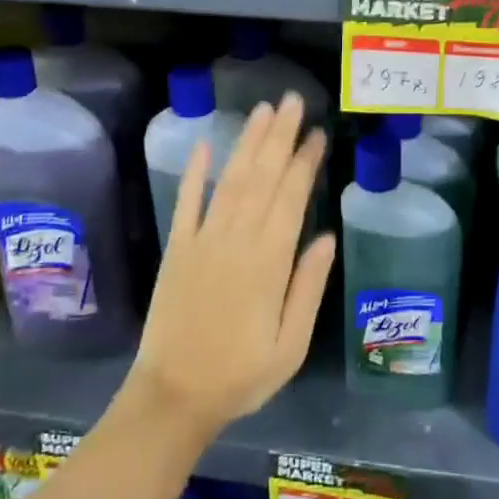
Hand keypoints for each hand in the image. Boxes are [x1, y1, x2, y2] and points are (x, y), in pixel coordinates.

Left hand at [124, 92, 334, 435]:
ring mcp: (202, 241)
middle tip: (292, 101)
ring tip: (262, 111)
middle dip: (279, 137)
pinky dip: (196, 172)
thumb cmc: (241, 376)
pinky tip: (206, 144)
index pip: (291, 199)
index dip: (304, 163)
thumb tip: (326, 236)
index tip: (317, 133)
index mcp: (268, 263)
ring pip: (229, 181)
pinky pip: (186, 202)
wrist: (173, 397)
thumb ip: (308, 288)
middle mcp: (235, 241)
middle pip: (261, 178)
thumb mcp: (290, 346)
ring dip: (247, 143)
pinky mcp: (177, 248)